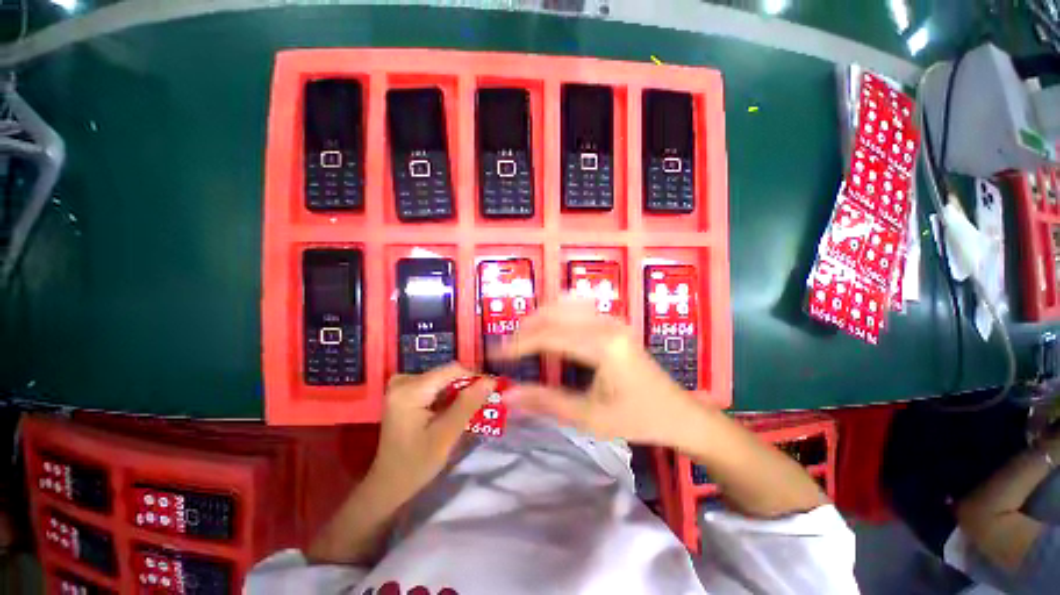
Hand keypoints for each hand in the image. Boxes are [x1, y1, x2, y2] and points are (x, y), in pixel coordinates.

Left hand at [368, 364, 495, 501]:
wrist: (388, 484)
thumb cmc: (415, 464)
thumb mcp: (445, 435)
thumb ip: (468, 405)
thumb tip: (491, 381)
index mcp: (410, 390)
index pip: (452, 370)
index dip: (475, 378)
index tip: (493, 391)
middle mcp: (403, 381)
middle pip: (447, 374)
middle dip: (467, 387)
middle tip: (484, 403)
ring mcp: (402, 385)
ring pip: (443, 379)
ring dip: (459, 392)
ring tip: (473, 408)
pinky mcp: (404, 392)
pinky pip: (435, 386)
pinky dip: (448, 396)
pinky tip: (455, 410)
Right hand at [499, 297, 702, 446]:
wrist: (677, 412)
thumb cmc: (637, 419)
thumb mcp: (590, 418)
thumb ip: (546, 402)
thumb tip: (508, 395)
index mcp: (603, 346)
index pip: (549, 336)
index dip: (519, 343)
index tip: (495, 353)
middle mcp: (607, 324)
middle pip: (555, 313)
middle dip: (526, 327)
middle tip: (508, 347)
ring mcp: (612, 320)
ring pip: (565, 305)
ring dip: (540, 318)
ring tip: (524, 337)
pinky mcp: (614, 323)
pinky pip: (579, 307)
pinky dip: (557, 314)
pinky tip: (550, 327)